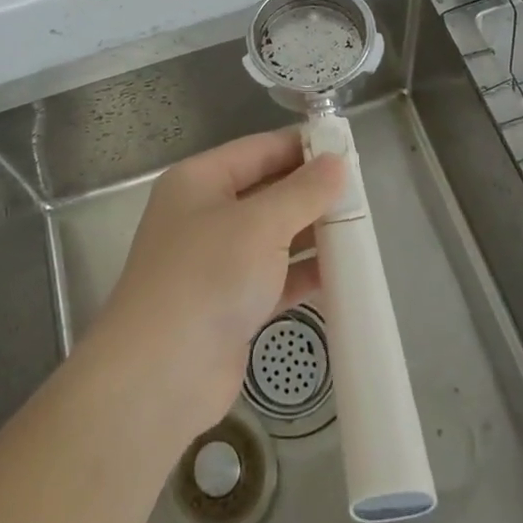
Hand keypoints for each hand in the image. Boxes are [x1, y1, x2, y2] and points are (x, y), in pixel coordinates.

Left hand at [88, 131, 344, 443]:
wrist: (160, 375)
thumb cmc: (207, 277)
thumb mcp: (260, 224)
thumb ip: (303, 192)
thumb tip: (337, 161)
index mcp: (200, 180)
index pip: (259, 149)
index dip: (301, 147)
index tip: (347, 149)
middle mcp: (205, 214)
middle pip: (267, 191)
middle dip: (311, 192)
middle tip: (361, 192)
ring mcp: (216, 261)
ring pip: (273, 235)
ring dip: (312, 233)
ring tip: (362, 229)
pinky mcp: (231, 304)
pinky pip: (275, 276)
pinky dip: (304, 273)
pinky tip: (344, 274)